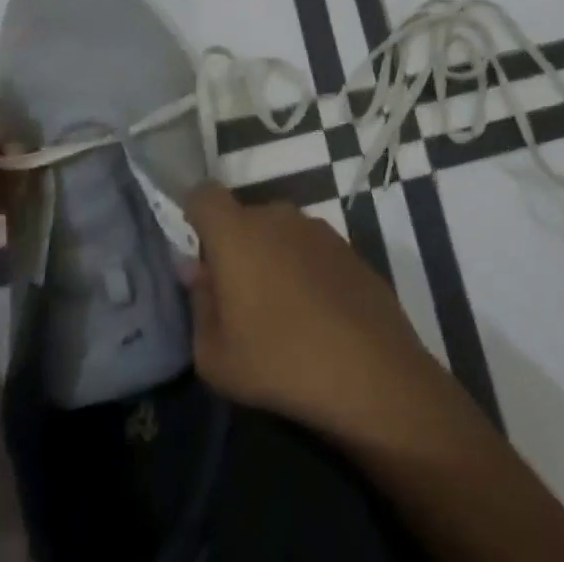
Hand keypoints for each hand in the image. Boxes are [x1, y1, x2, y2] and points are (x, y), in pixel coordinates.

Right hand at [183, 183, 447, 446]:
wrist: (370, 370)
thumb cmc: (279, 361)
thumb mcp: (215, 356)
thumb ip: (198, 304)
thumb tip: (197, 271)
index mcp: (237, 231)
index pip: (203, 194)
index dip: (193, 214)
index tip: (196, 252)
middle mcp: (276, 214)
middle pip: (242, 217)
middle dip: (233, 247)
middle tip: (236, 297)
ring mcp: (315, 226)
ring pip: (277, 232)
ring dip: (270, 258)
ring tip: (278, 311)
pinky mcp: (346, 245)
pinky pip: (308, 248)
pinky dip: (303, 269)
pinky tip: (313, 314)